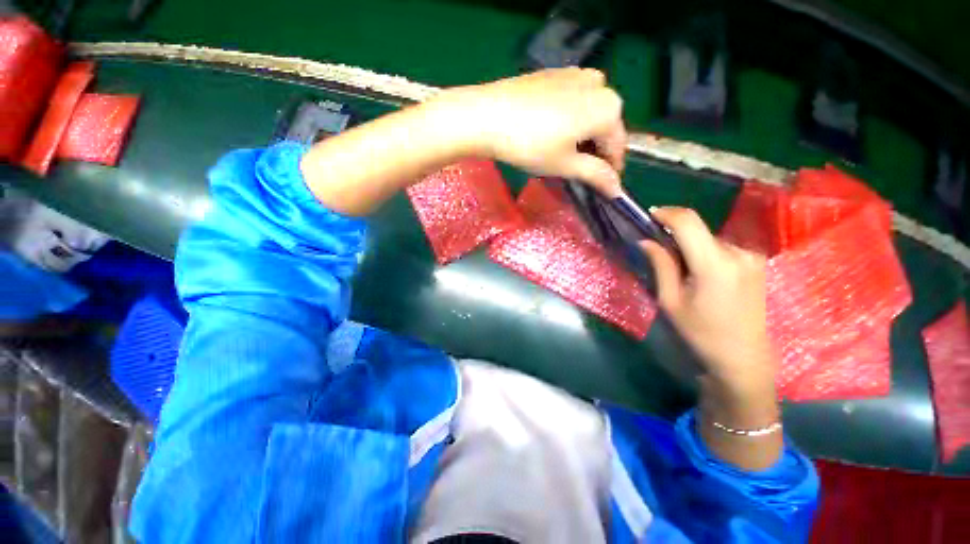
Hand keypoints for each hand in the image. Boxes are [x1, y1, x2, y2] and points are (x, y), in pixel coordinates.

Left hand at [433, 68, 626, 196]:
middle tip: (575, 171)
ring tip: (561, 153)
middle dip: (595, 151)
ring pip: (589, 113)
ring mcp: (576, 75)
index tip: (600, 185)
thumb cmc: (530, 145)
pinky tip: (550, 132)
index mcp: (607, 107)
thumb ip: (595, 175)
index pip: (617, 146)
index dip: (610, 169)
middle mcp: (599, 84)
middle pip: (605, 127)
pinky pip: (573, 101)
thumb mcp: (565, 164)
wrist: (487, 116)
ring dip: (582, 135)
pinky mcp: (555, 74)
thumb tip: (617, 189)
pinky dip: (570, 119)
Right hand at [642, 207, 781, 469]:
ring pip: (709, 239)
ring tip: (680, 271)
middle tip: (658, 252)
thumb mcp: (670, 300)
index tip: (648, 216)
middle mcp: (738, 253)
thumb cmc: (701, 332)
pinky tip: (700, 275)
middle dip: (675, 235)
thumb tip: (646, 240)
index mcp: (714, 263)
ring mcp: (751, 257)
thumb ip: (660, 265)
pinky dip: (704, 253)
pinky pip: (721, 248)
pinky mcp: (755, 264)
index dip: (666, 213)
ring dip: (689, 245)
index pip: (688, 222)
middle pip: (698, 230)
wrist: (743, 358)